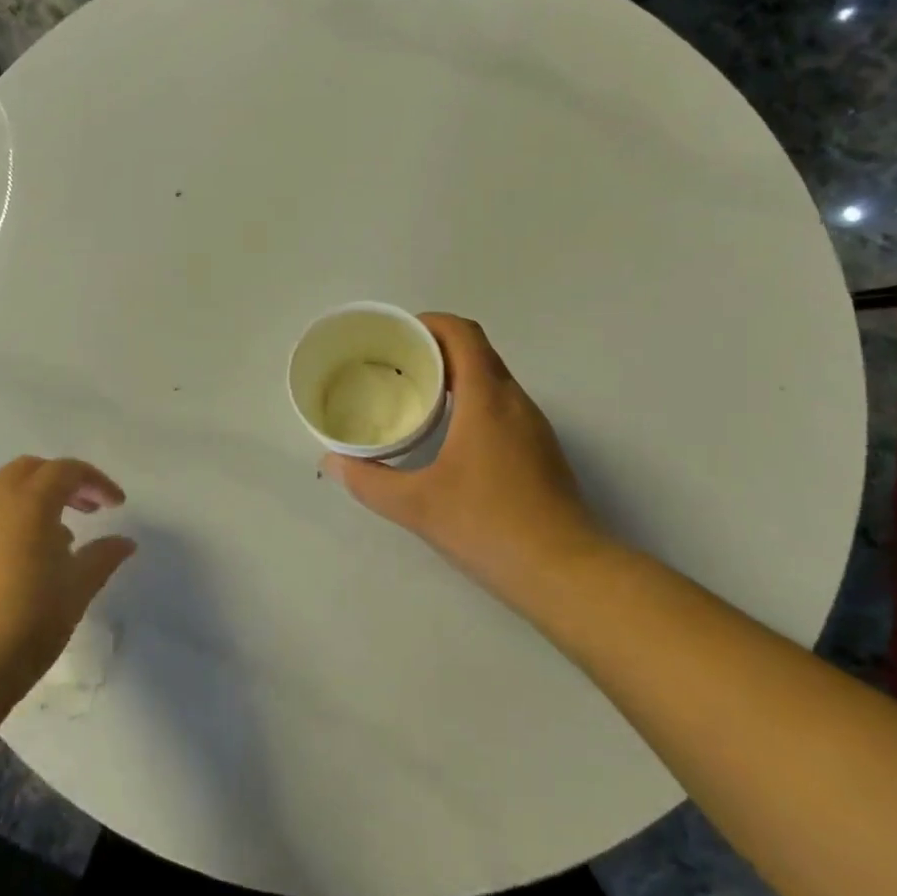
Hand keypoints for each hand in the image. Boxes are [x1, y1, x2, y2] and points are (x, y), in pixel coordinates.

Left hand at [0, 457, 136, 710]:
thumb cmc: (27, 623)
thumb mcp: (77, 590)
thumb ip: (102, 557)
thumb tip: (124, 541)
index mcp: (28, 504)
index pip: (66, 470)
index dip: (96, 481)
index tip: (117, 506)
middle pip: (30, 470)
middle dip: (62, 481)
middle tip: (87, 509)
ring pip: (4, 494)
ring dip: (35, 502)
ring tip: (60, 540)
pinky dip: (12, 524)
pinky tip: (24, 563)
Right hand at [322, 314, 614, 620]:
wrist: (565, 572)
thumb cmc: (489, 526)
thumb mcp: (417, 504)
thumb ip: (368, 481)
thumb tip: (331, 463)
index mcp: (487, 399)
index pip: (463, 334)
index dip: (430, 323)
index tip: (397, 334)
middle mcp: (515, 402)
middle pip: (478, 351)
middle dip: (438, 346)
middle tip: (397, 363)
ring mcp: (534, 427)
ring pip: (494, 379)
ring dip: (457, 374)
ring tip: (417, 392)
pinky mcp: (541, 451)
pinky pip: (503, 405)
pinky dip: (474, 400)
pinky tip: (450, 433)